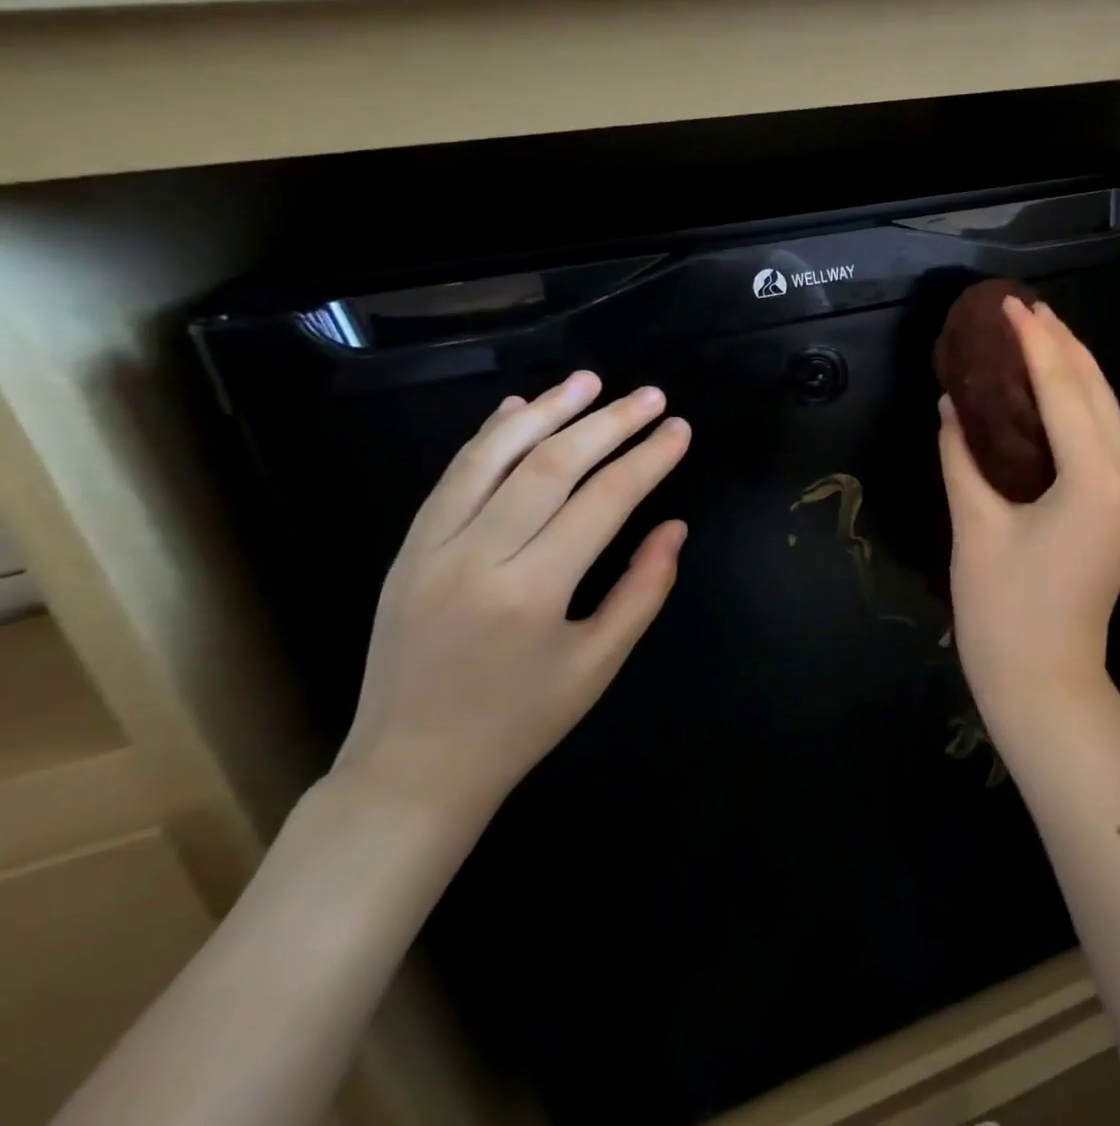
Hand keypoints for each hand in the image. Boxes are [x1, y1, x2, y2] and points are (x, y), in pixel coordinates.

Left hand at [332, 371, 690, 827]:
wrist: (411, 770)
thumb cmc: (521, 722)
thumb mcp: (599, 664)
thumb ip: (643, 589)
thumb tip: (674, 526)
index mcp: (531, 593)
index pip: (603, 502)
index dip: (648, 459)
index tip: (680, 429)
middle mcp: (476, 559)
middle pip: (550, 466)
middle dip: (608, 423)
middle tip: (650, 395)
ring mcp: (431, 550)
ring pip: (491, 458)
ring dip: (545, 412)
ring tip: (589, 380)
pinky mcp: (407, 551)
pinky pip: (452, 478)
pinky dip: (488, 437)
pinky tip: (518, 408)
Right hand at [938, 299, 1119, 738]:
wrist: (1045, 684)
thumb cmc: (1003, 613)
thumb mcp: (974, 527)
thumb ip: (962, 456)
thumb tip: (952, 403)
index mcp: (1095, 482)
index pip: (1064, 393)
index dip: (1035, 344)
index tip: (1009, 305)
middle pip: (1097, 394)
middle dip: (1064, 346)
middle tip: (1025, 308)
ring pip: (1108, 414)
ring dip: (1076, 371)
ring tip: (1041, 333)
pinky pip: (1104, 440)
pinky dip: (1079, 406)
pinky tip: (1053, 389)